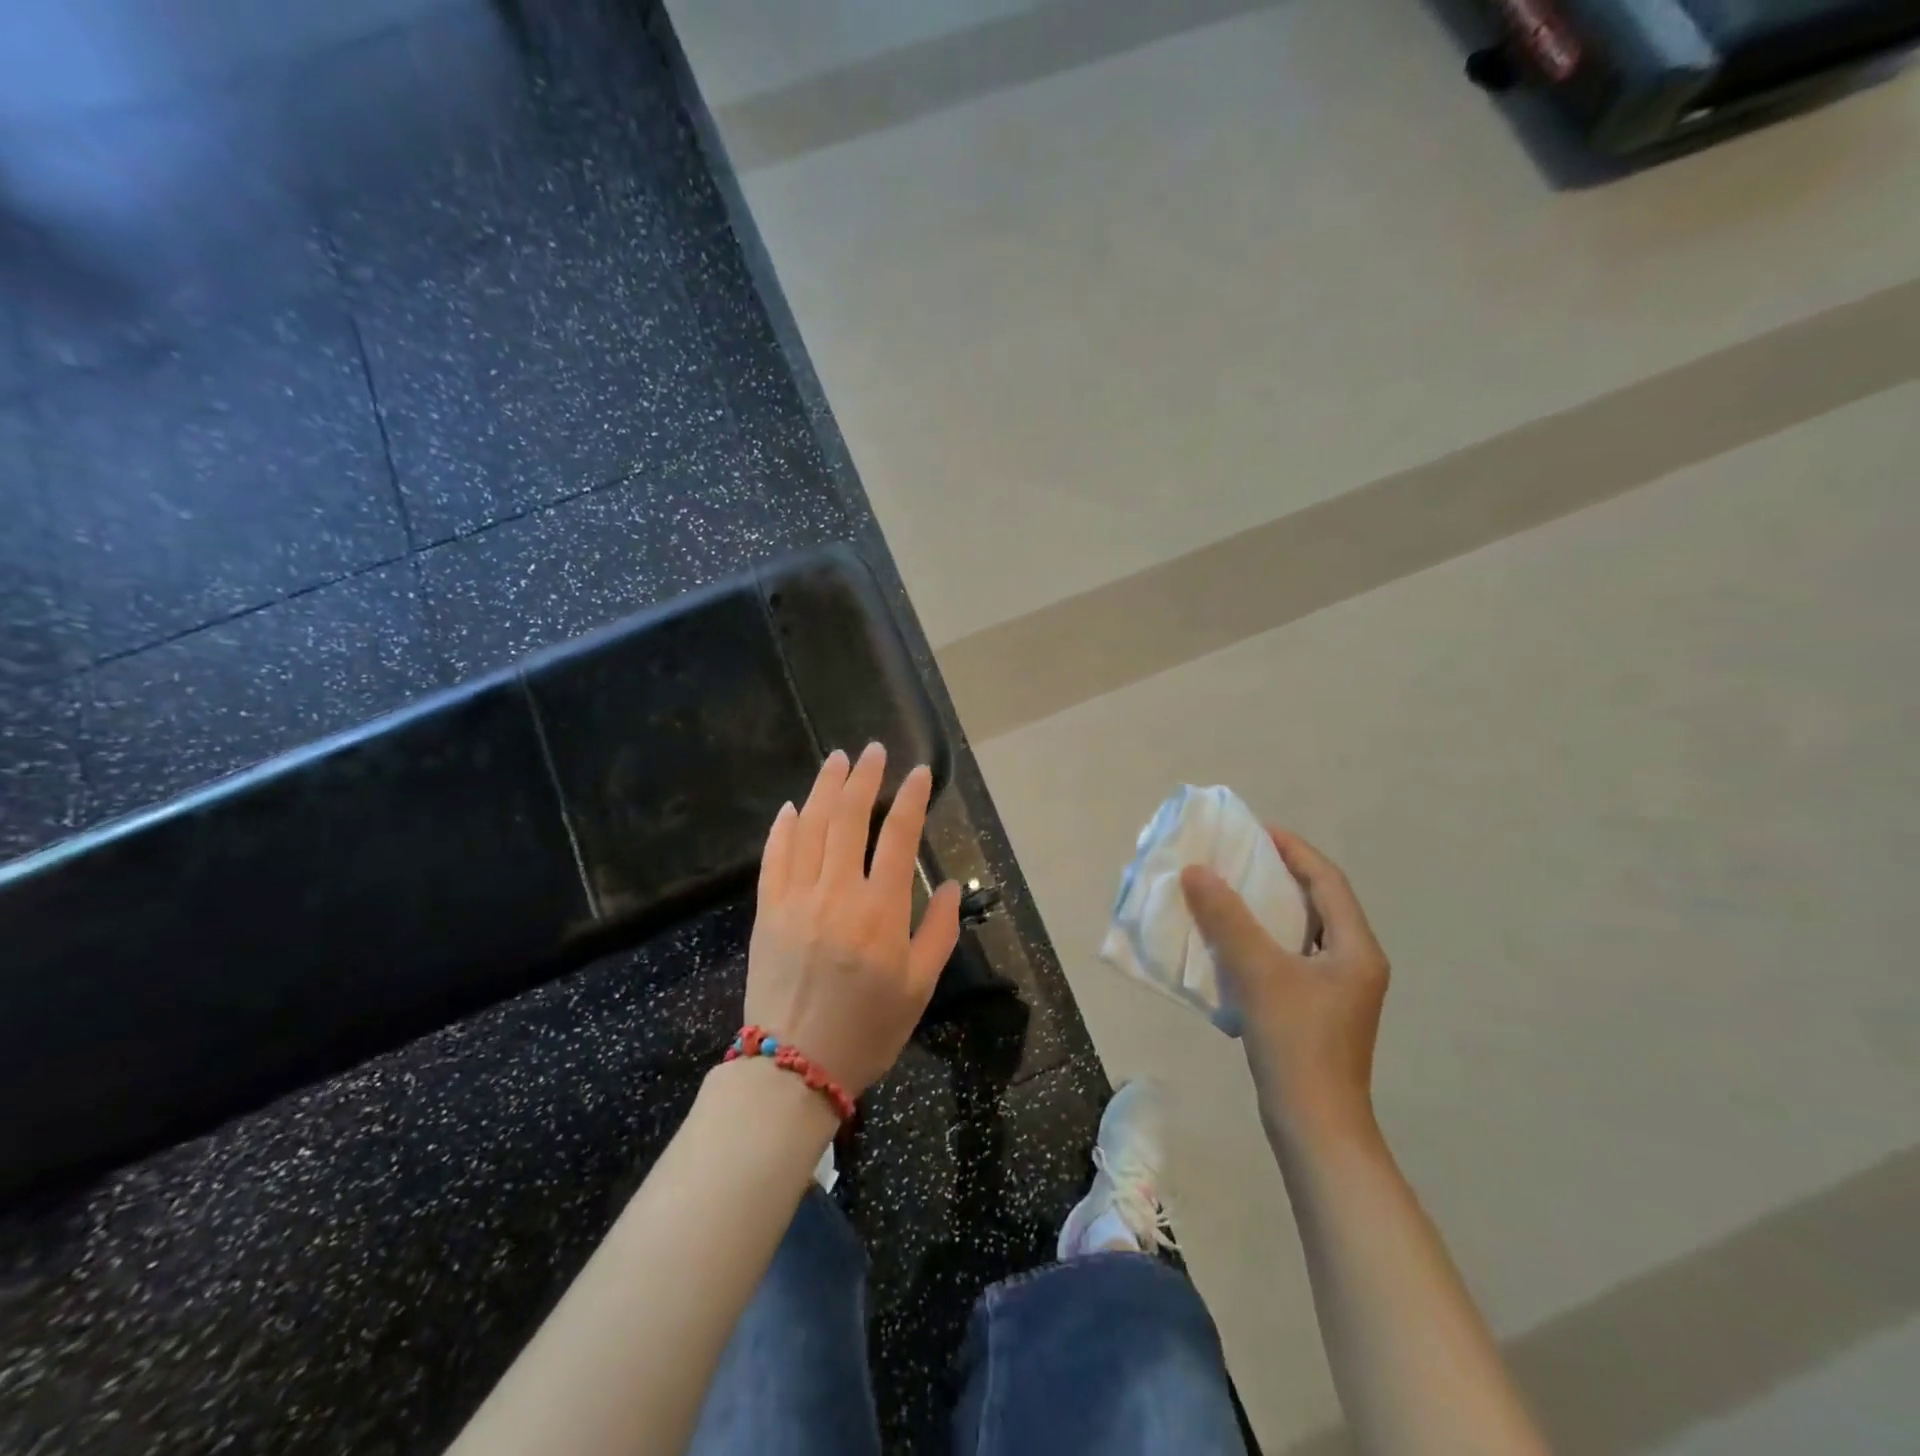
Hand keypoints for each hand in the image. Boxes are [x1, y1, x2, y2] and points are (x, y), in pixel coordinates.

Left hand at [745, 743, 962, 1097]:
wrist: (792, 1067)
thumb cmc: (867, 1030)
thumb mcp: (919, 987)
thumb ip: (936, 931)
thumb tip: (942, 886)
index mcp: (881, 911)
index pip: (899, 836)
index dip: (911, 798)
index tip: (920, 772)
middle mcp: (838, 892)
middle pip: (850, 817)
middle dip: (864, 777)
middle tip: (872, 750)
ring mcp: (797, 898)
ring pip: (811, 827)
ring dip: (825, 788)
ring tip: (836, 760)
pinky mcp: (768, 911)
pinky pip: (774, 858)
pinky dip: (783, 828)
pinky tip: (792, 807)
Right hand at [1181, 829, 1388, 1143]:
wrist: (1314, 1126)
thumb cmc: (1296, 1043)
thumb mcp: (1259, 972)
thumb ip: (1227, 919)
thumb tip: (1197, 871)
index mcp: (1356, 949)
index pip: (1327, 881)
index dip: (1293, 850)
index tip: (1256, 830)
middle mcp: (1354, 964)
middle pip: (1318, 903)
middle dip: (1279, 875)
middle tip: (1238, 856)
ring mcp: (1337, 991)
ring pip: (1302, 932)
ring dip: (1268, 908)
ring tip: (1229, 891)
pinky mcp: (1316, 1011)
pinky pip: (1289, 958)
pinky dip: (1263, 940)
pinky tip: (1231, 942)